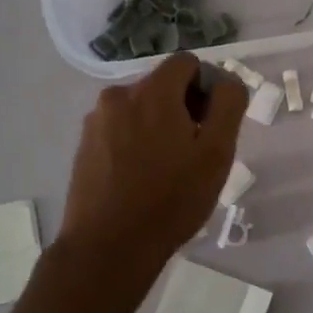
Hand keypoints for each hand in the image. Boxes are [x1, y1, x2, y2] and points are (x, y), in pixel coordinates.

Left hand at [49, 54, 247, 312]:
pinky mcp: (84, 146)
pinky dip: (135, 142)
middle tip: (194, 152)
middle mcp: (119, 95)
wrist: (108, 248)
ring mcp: (96, 121)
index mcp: (152, 91)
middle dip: (183, 108)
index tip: (212, 124)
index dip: (207, 86)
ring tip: (167, 169)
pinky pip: (120, 130)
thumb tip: (227, 81)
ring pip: (140, 109)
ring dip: (158, 126)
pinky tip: (142, 178)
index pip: (187, 63)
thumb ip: (228, 104)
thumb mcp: (216, 152)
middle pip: (162, 85)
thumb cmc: (171, 199)